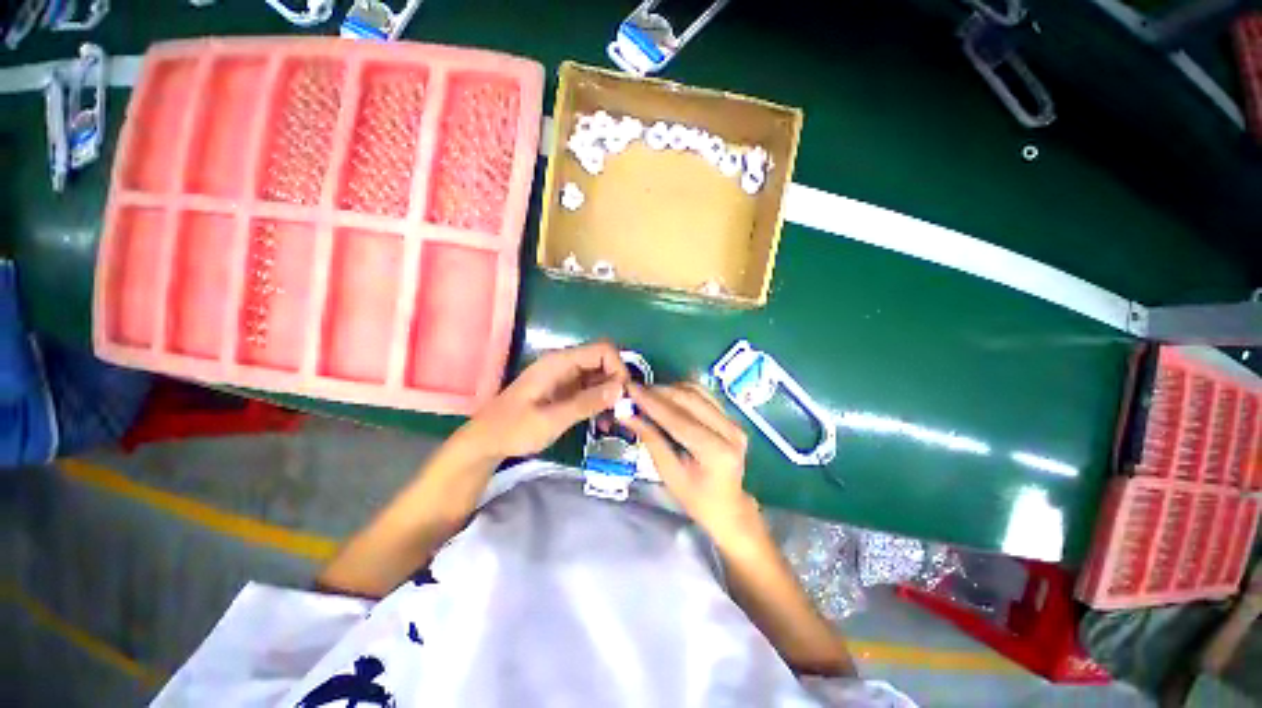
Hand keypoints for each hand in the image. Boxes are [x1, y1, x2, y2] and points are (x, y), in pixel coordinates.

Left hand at [465, 341, 629, 458]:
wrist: (487, 441)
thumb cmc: (514, 429)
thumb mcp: (551, 419)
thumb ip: (586, 403)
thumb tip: (620, 388)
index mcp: (559, 363)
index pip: (602, 350)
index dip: (618, 368)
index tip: (622, 395)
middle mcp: (565, 364)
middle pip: (604, 361)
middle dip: (617, 383)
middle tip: (623, 410)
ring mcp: (566, 376)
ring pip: (601, 376)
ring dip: (611, 394)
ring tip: (615, 420)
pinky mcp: (566, 390)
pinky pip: (592, 388)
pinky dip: (602, 401)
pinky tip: (603, 422)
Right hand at [624, 382, 758, 542]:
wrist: (728, 506)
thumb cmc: (696, 498)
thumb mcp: (669, 475)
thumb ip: (651, 441)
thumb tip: (627, 415)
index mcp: (716, 451)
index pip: (679, 419)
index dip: (652, 403)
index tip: (630, 390)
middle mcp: (730, 431)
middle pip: (690, 399)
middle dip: (659, 392)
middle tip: (635, 390)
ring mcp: (733, 422)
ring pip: (697, 392)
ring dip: (670, 389)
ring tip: (648, 393)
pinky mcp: (731, 417)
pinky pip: (704, 395)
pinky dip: (682, 391)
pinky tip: (666, 397)